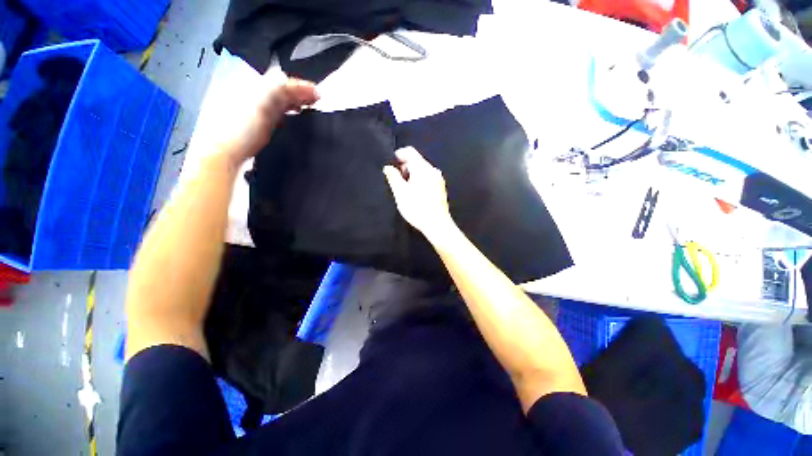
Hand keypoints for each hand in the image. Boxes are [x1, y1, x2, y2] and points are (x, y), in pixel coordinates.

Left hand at [217, 75, 318, 165]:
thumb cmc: (241, 129)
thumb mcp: (259, 104)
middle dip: (299, 93)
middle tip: (317, 100)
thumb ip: (273, 89)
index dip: (300, 86)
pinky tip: (292, 117)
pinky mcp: (255, 125)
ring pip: (278, 101)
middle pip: (280, 90)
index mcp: (252, 88)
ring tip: (308, 107)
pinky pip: (275, 113)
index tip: (318, 93)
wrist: (225, 153)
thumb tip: (285, 78)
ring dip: (294, 102)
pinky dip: (287, 112)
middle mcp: (252, 96)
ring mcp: (254, 111)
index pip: (280, 82)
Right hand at [383, 147, 454, 239]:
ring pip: (422, 170)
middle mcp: (433, 170)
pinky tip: (416, 193)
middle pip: (417, 161)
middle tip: (397, 179)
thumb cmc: (417, 208)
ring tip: (406, 188)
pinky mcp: (441, 188)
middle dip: (405, 167)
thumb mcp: (400, 193)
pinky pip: (428, 178)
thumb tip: (388, 167)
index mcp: (422, 168)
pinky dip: (420, 180)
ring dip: (412, 174)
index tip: (392, 163)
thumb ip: (393, 177)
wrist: (437, 224)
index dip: (399, 154)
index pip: (410, 152)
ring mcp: (439, 179)